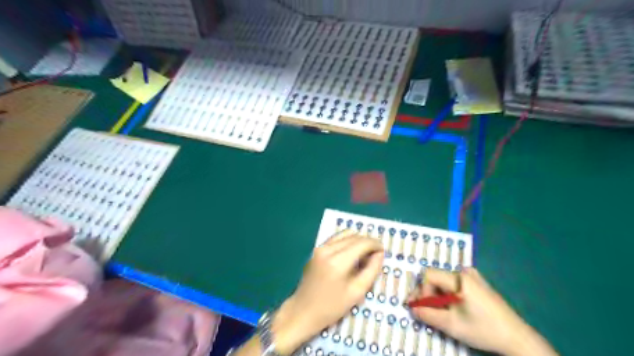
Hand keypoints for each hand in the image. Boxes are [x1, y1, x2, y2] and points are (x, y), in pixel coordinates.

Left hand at [270, 230, 380, 353]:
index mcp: (338, 261)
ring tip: (365, 253)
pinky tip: (352, 253)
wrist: (303, 311)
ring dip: (357, 240)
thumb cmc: (331, 307)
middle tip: (376, 254)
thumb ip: (371, 270)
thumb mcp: (356, 292)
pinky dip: (347, 241)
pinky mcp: (316, 249)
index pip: (362, 243)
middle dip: (367, 242)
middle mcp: (328, 249)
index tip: (383, 251)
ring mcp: (320, 247)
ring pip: (345, 234)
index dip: (375, 244)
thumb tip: (380, 253)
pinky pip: (336, 239)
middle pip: (354, 236)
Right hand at [409, 269, 555, 354]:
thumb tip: (411, 308)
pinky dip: (446, 295)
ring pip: (442, 281)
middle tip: (422, 311)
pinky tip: (448, 309)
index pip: (428, 275)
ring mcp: (472, 276)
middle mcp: (464, 271)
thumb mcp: (452, 325)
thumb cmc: (484, 330)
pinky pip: (452, 284)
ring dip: (436, 296)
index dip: (421, 291)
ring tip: (436, 313)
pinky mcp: (476, 283)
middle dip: (426, 294)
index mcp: (460, 278)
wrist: (517, 338)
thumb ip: (427, 315)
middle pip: (435, 277)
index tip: (423, 308)